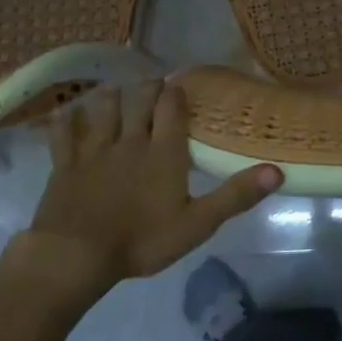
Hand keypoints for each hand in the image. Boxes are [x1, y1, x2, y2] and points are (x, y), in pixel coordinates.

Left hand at [4, 81, 281, 312]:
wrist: (76, 255)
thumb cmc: (142, 240)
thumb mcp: (198, 224)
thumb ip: (236, 195)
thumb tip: (277, 171)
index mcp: (163, 152)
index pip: (171, 109)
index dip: (176, 93)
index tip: (179, 85)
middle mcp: (130, 141)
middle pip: (138, 100)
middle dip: (147, 88)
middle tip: (153, 84)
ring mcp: (94, 150)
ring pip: (103, 110)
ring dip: (112, 97)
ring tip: (117, 91)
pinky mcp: (65, 164)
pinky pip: (64, 134)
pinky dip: (66, 121)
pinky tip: (67, 114)